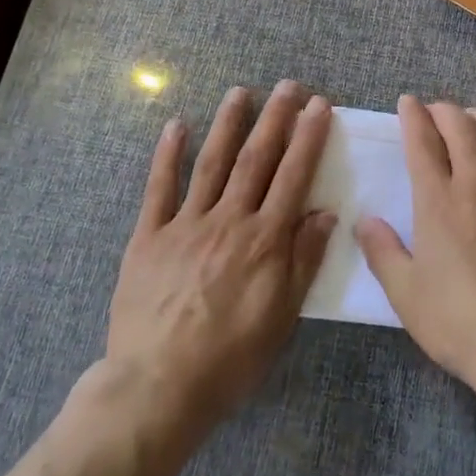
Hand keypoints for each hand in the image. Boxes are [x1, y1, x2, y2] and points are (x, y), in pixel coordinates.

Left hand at [103, 82, 335, 429]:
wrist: (157, 388)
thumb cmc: (230, 359)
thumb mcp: (282, 317)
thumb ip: (304, 260)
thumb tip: (326, 212)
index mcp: (264, 240)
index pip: (292, 176)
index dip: (308, 138)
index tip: (319, 105)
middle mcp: (228, 220)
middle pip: (256, 159)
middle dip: (274, 119)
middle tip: (287, 86)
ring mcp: (185, 224)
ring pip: (211, 163)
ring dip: (228, 124)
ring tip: (240, 92)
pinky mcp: (148, 237)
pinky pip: (158, 189)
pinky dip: (167, 155)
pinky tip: (176, 126)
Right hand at [355, 96, 475, 392]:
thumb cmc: (460, 322)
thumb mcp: (406, 295)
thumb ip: (382, 252)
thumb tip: (364, 220)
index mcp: (438, 202)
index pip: (422, 142)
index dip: (413, 116)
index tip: (408, 102)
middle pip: (461, 127)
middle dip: (445, 110)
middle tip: (436, 111)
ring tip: (473, 117)